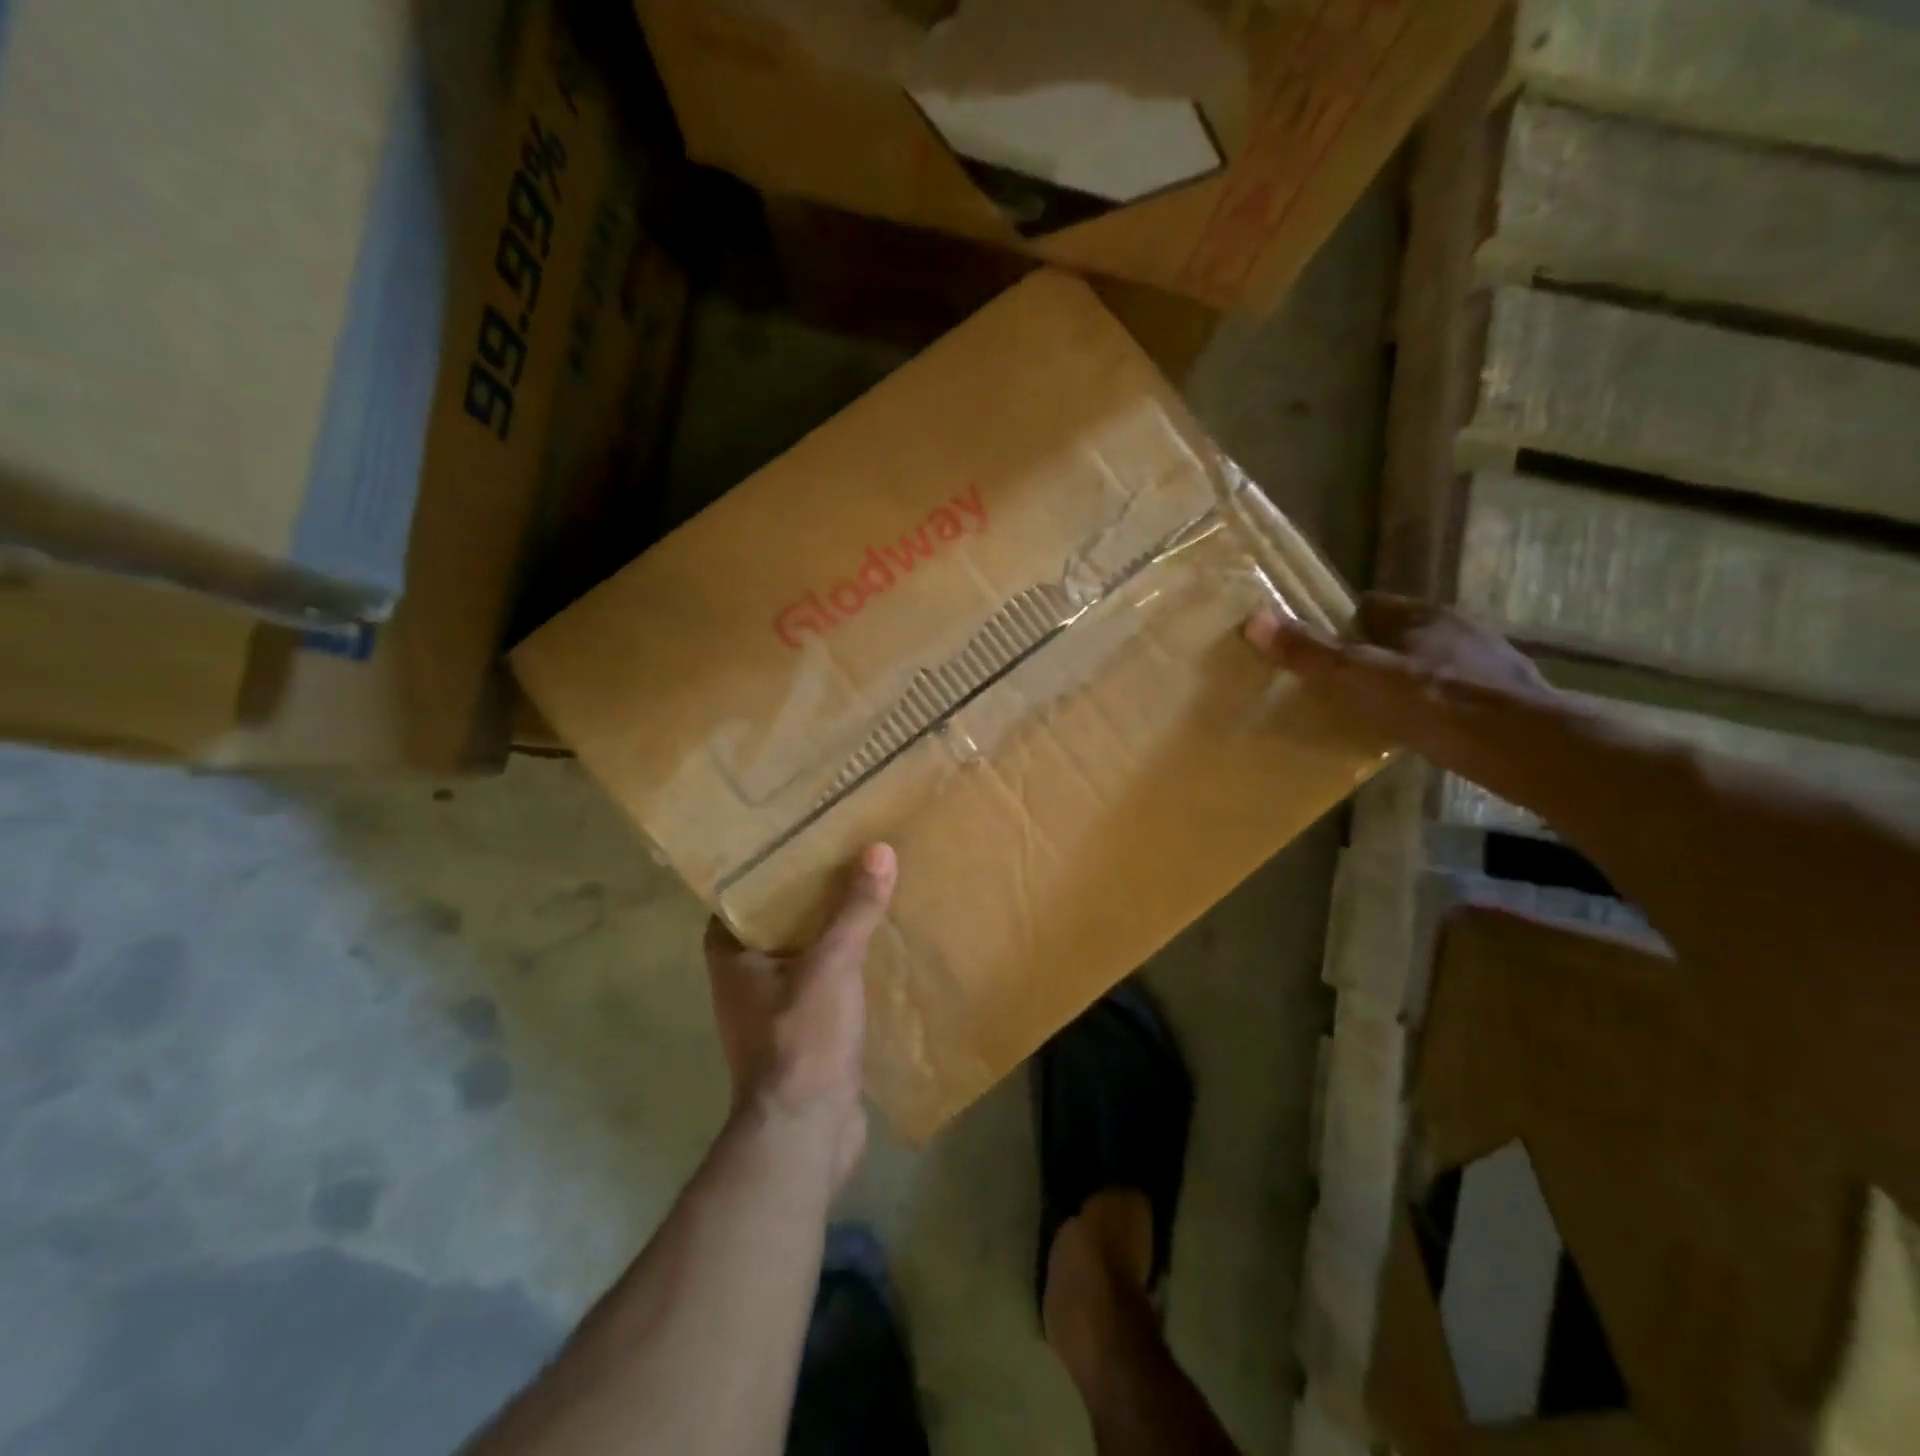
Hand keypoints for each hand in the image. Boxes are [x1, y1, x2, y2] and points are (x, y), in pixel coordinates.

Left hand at [703, 844, 896, 1186]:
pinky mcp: (805, 1037)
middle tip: (842, 859)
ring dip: (829, 934)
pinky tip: (878, 950)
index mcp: (733, 960)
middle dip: (806, 898)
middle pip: (775, 926)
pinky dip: (845, 968)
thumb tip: (879, 850)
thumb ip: (854, 909)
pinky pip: (824, 987)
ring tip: (865, 895)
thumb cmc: (802, 1039)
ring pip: (803, 958)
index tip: (795, 844)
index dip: (762, 873)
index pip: (738, 901)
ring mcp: (775, 1014)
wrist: (806, 1134)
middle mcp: (746, 984)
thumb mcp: (832, 964)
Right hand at [1246, 593, 1556, 772]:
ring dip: (1402, 682)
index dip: (1337, 624)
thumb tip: (1254, 620)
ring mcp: (1488, 664)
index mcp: (1421, 615)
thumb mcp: (1359, 677)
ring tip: (1371, 712)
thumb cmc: (1434, 702)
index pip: (1369, 606)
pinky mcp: (1505, 700)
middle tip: (1336, 685)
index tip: (1313, 650)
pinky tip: (1418, 732)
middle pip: (1398, 636)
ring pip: (1428, 666)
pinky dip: (1431, 708)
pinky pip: (1453, 696)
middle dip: (1369, 655)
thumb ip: (1310, 653)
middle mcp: (1458, 629)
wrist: (1525, 747)